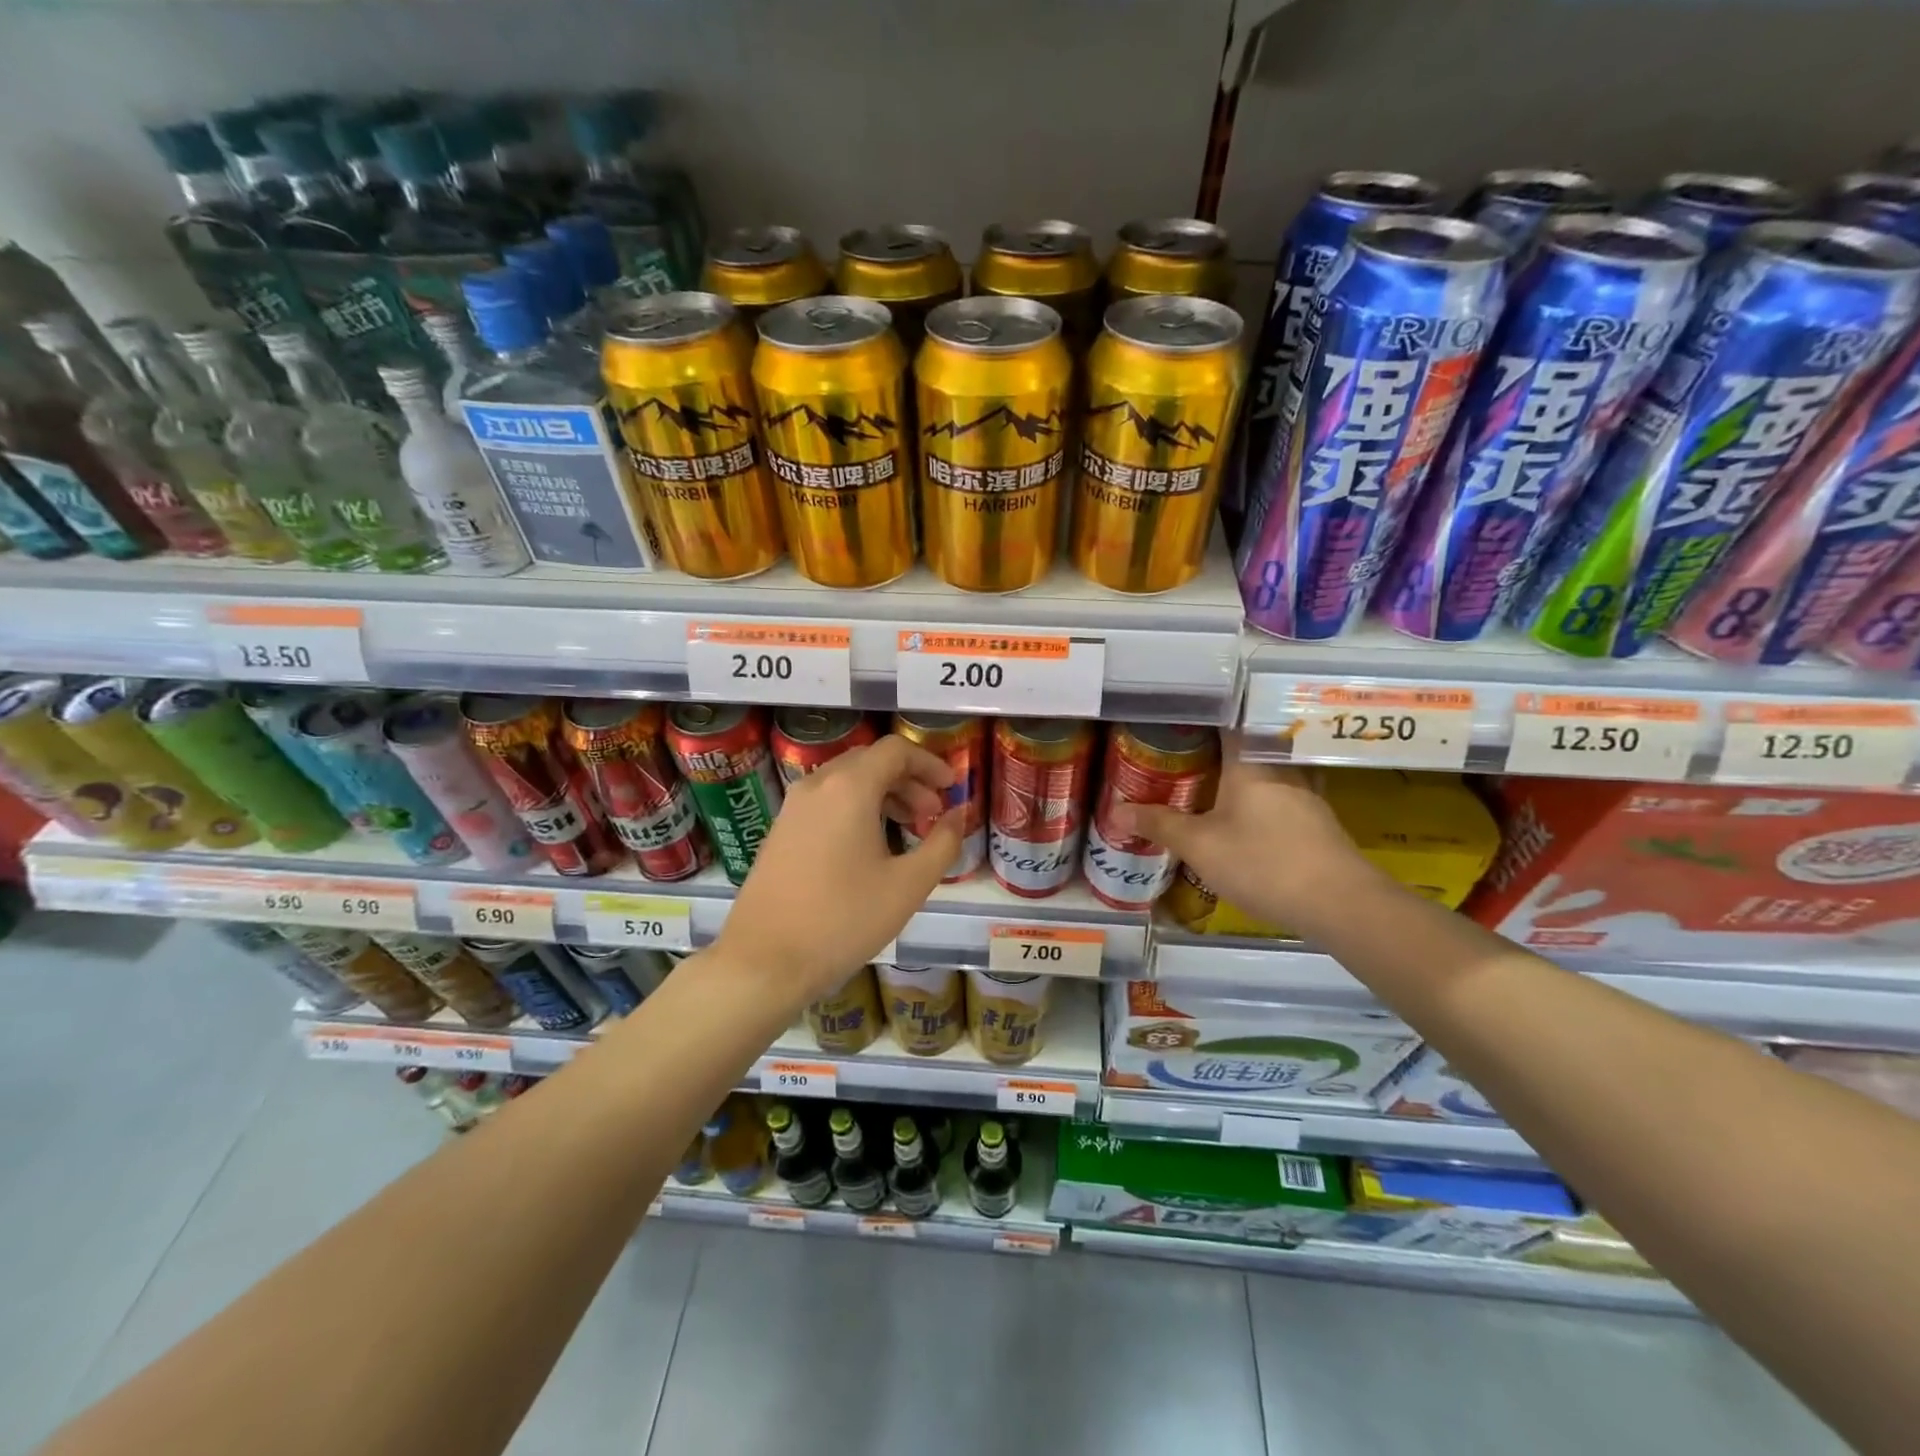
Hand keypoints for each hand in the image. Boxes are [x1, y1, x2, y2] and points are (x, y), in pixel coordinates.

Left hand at [715, 734, 961, 1005]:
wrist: (764, 961)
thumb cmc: (843, 920)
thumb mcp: (908, 885)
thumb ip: (943, 843)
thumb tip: (960, 814)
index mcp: (849, 788)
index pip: (896, 750)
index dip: (930, 763)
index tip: (951, 787)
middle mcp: (817, 785)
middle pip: (870, 761)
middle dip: (909, 780)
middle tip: (933, 814)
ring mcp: (793, 807)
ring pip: (846, 781)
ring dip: (883, 794)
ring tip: (908, 830)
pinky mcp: (780, 830)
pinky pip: (826, 801)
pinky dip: (856, 808)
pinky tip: (870, 847)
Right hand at [1111, 732, 1378, 934]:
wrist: (1339, 903)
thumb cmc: (1262, 862)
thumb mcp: (1199, 846)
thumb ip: (1159, 825)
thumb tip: (1116, 810)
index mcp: (1250, 760)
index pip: (1225, 719)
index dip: (1199, 715)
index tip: (1173, 718)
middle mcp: (1280, 766)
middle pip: (1245, 744)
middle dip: (1213, 748)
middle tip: (1179, 755)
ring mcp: (1305, 793)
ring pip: (1265, 771)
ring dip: (1239, 775)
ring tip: (1206, 785)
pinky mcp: (1317, 820)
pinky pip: (1279, 795)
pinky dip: (1258, 799)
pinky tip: (1243, 819)